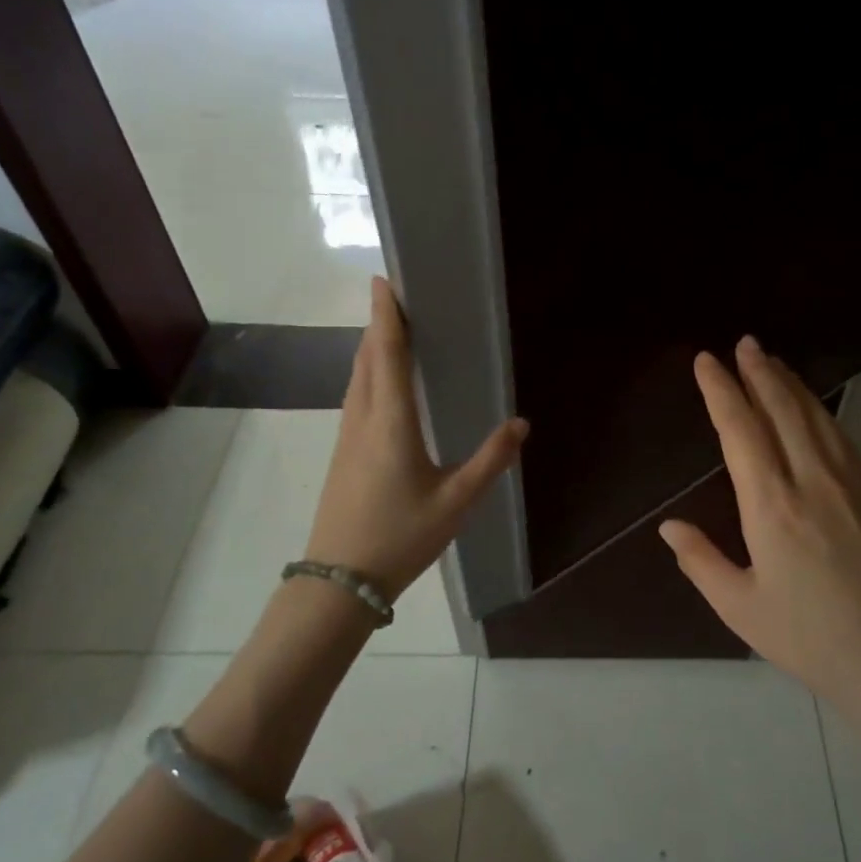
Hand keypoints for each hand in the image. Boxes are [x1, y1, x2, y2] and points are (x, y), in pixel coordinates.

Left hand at [304, 277, 527, 598]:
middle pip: (366, 358)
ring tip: (392, 330)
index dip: (385, 315)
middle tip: (400, 297)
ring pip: (357, 377)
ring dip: (372, 347)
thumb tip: (522, 424)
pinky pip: (356, 397)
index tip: (384, 280)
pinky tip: (382, 383)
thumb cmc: (400, 538)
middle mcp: (363, 419)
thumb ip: (490, 461)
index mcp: (391, 423)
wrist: (338, 581)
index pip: (386, 354)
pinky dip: (368, 373)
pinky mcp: (343, 453)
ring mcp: (347, 437)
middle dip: (380, 324)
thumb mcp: (456, 502)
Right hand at [658, 336, 860, 732]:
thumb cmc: (811, 639)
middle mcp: (810, 480)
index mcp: (771, 506)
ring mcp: (848, 483)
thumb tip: (668, 526)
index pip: (740, 430)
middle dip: (759, 372)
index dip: (721, 390)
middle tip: (744, 342)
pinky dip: (819, 410)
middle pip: (781, 409)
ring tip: (772, 361)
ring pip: (814, 416)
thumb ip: (701, 561)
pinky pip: (839, 436)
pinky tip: (813, 407)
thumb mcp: (741, 608)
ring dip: (790, 384)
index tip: (706, 361)